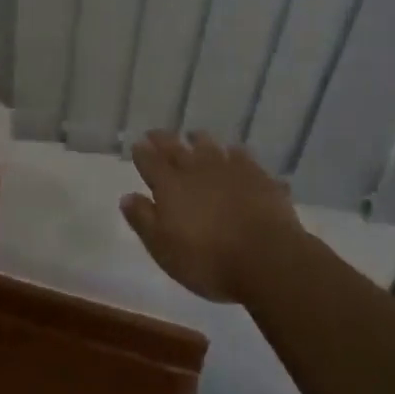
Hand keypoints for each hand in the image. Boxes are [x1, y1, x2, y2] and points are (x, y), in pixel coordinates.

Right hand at [121, 131, 302, 303]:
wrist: (267, 258)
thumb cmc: (207, 260)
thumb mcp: (163, 248)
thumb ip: (144, 220)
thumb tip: (127, 196)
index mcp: (171, 186)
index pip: (150, 162)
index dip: (142, 153)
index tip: (137, 144)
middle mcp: (197, 170)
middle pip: (176, 148)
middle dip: (164, 140)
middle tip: (156, 133)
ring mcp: (230, 169)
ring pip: (210, 146)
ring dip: (199, 140)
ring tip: (194, 136)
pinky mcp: (258, 176)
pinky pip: (243, 157)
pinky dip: (235, 153)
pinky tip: (236, 154)